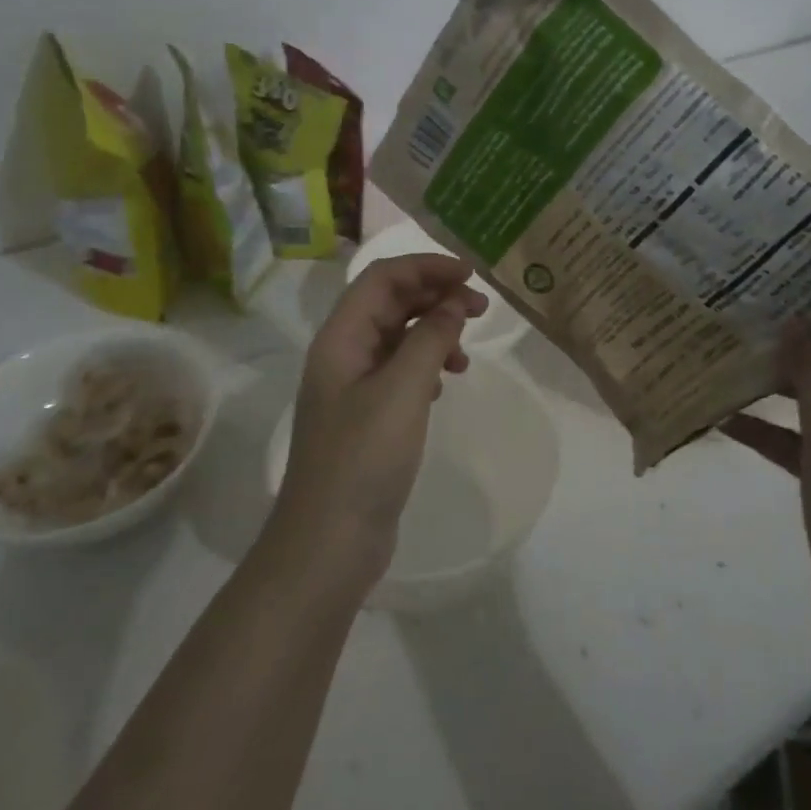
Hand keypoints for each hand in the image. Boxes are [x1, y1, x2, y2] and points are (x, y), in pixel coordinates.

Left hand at [271, 254, 487, 584]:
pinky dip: (427, 364)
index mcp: (340, 338)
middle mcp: (342, 354)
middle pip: (390, 303)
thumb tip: (454, 303)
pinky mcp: (367, 416)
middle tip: (481, 308)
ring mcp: (353, 387)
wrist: (329, 542)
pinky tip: (445, 382)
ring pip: (397, 337)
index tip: (471, 275)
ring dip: (434, 332)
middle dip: (435, 296)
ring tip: (467, 353)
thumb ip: (430, 338)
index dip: (426, 267)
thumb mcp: (403, 390)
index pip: (382, 278)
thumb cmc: (363, 459)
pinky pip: (400, 371)